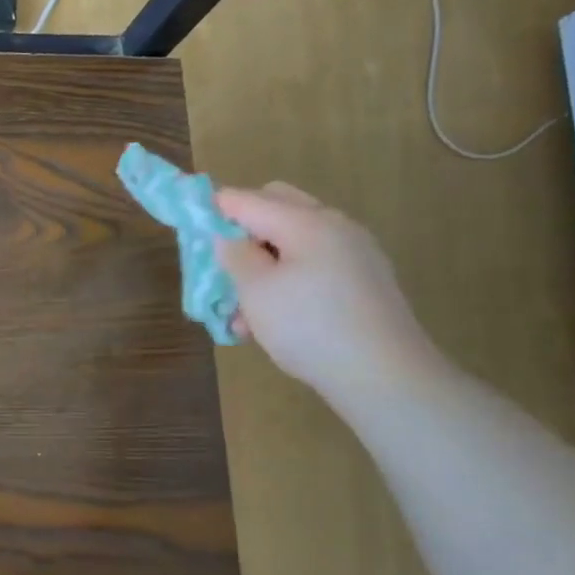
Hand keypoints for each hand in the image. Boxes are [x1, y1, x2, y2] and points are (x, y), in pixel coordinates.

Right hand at [214, 184, 445, 404]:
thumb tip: (226, 235)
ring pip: (295, 241)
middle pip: (277, 208)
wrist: (384, 376)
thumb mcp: (256, 291)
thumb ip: (234, 255)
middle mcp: (334, 226)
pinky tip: (275, 319)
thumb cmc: (309, 327)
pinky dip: (289, 279)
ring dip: (264, 263)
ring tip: (243, 312)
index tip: (189, 227)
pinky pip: (316, 265)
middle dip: (244, 231)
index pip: (247, 199)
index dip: (214, 209)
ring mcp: (355, 253)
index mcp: (305, 221)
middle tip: (223, 266)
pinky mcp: (365, 281)